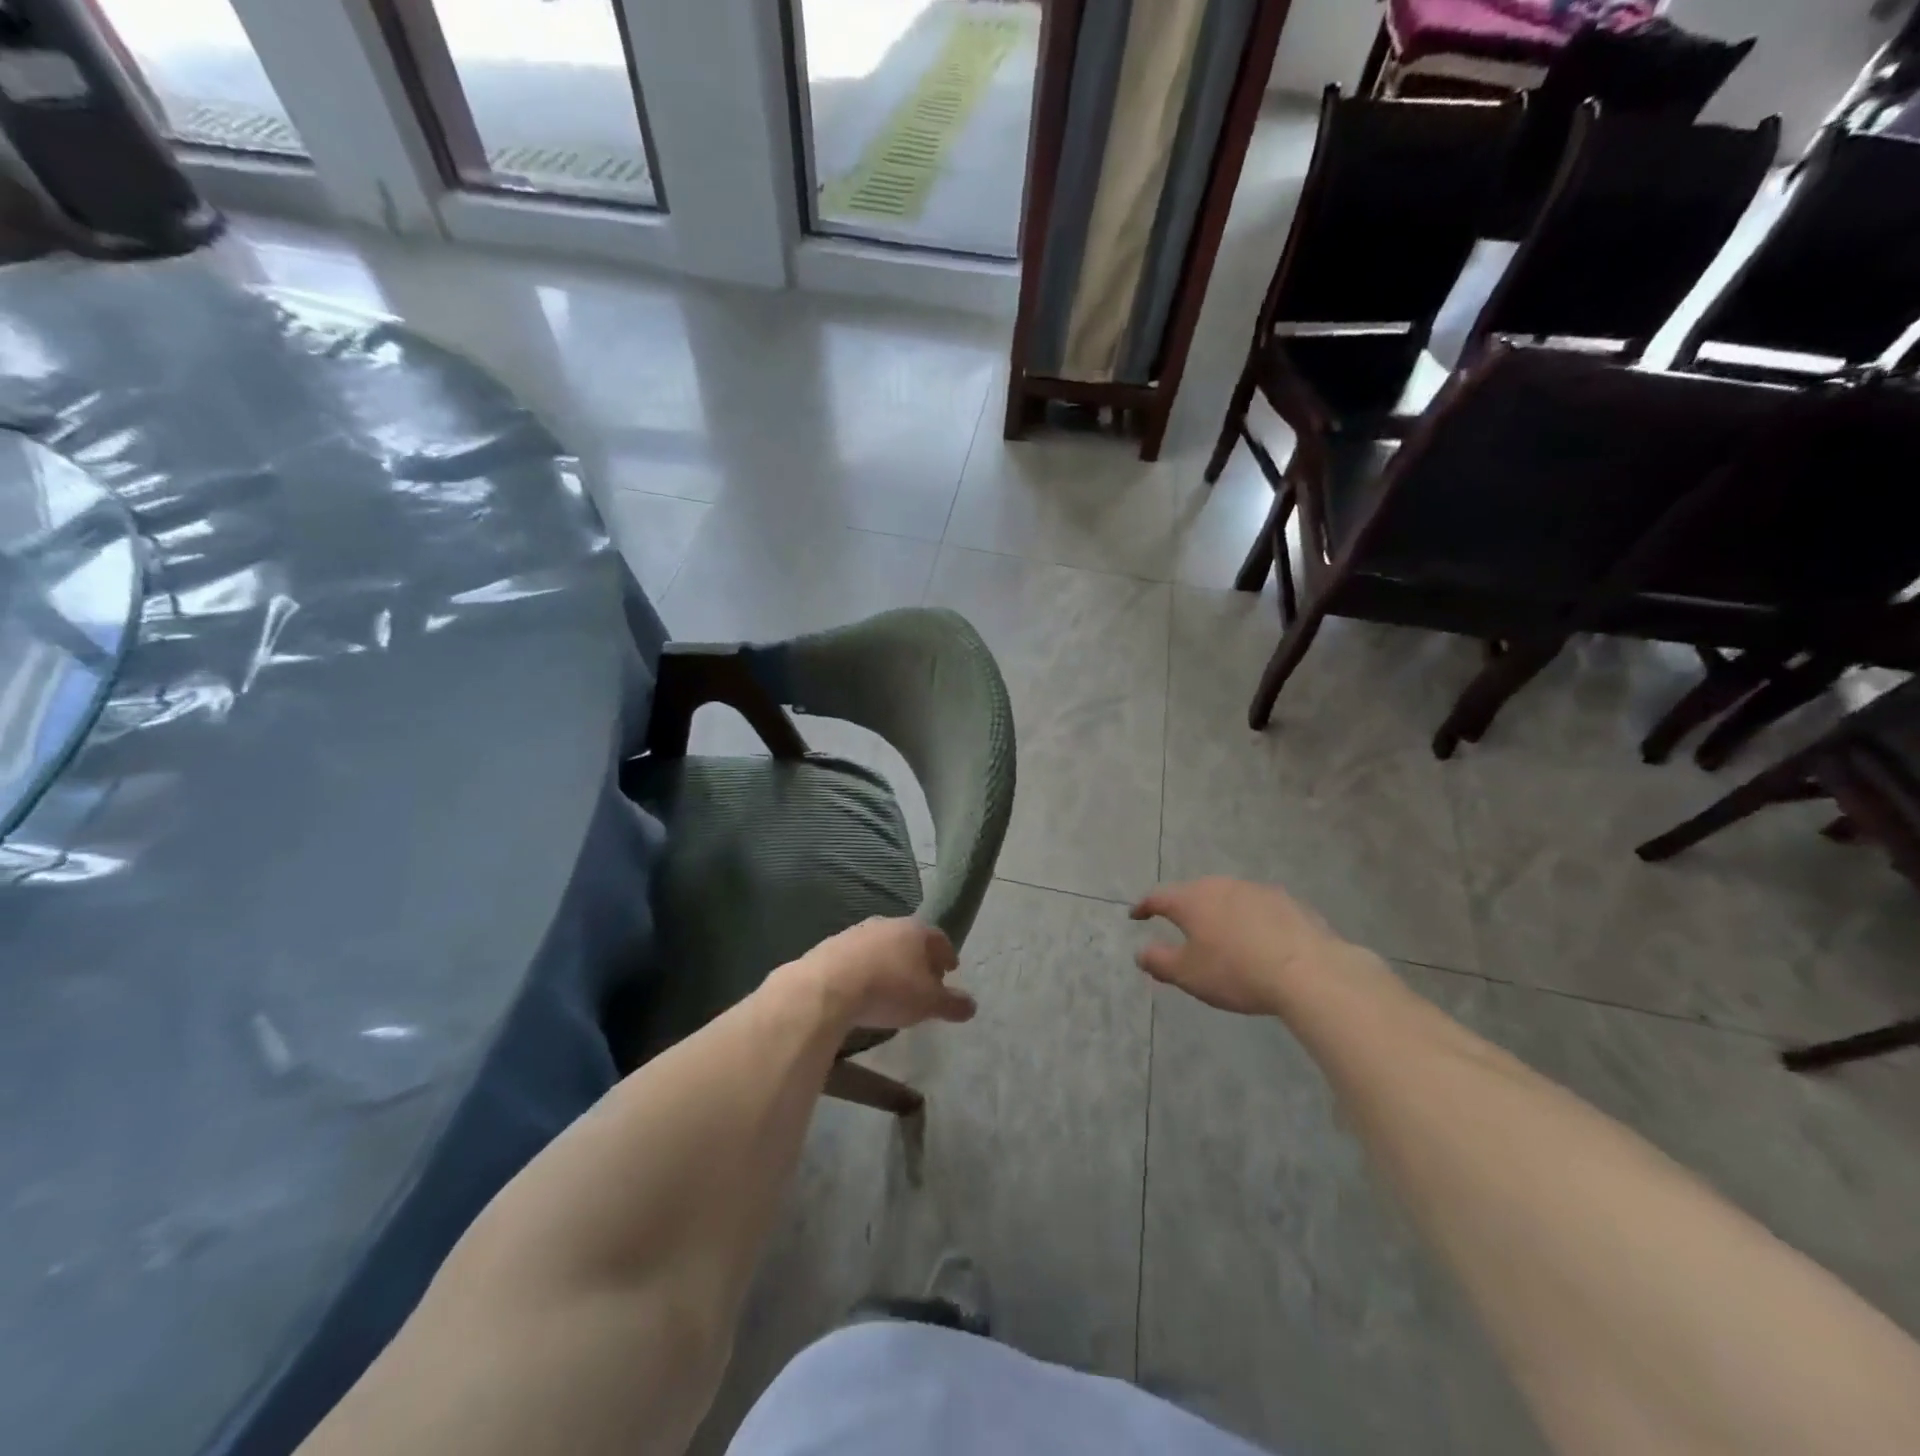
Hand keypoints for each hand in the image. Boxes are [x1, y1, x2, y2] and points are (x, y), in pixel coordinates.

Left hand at [789, 917, 974, 1031]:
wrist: (828, 986)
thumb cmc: (889, 990)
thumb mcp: (928, 1003)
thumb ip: (952, 1003)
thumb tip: (972, 1006)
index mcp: (915, 930)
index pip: (939, 938)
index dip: (946, 955)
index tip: (950, 970)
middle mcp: (887, 923)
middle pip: (910, 939)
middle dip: (918, 958)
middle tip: (923, 980)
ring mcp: (857, 932)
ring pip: (882, 946)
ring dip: (890, 962)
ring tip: (892, 986)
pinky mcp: (831, 945)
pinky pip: (857, 957)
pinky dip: (865, 969)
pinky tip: (863, 988)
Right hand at [1129, 877, 1360, 1015]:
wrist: (1308, 971)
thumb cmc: (1236, 972)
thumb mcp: (1188, 975)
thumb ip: (1159, 961)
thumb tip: (1141, 952)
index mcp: (1192, 900)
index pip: (1158, 897)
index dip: (1144, 907)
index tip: (1136, 915)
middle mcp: (1221, 886)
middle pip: (1195, 893)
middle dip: (1185, 907)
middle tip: (1180, 925)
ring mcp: (1257, 890)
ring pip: (1229, 897)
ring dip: (1220, 911)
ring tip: (1222, 932)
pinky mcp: (1289, 902)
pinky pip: (1259, 908)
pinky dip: (1251, 919)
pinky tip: (1259, 938)